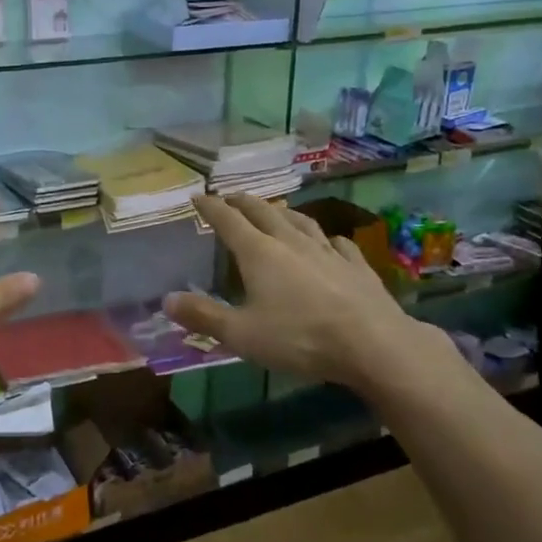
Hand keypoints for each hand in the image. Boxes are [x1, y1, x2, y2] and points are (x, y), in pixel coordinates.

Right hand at [164, 194, 459, 397]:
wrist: (374, 344)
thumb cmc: (300, 337)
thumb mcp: (241, 334)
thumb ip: (204, 316)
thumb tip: (167, 300)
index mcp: (259, 253)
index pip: (228, 220)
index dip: (210, 207)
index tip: (197, 196)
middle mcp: (291, 242)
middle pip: (263, 212)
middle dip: (243, 202)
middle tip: (231, 197)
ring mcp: (328, 252)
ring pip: (301, 222)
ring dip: (283, 213)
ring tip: (276, 209)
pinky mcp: (357, 267)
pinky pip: (339, 245)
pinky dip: (328, 240)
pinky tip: (331, 242)